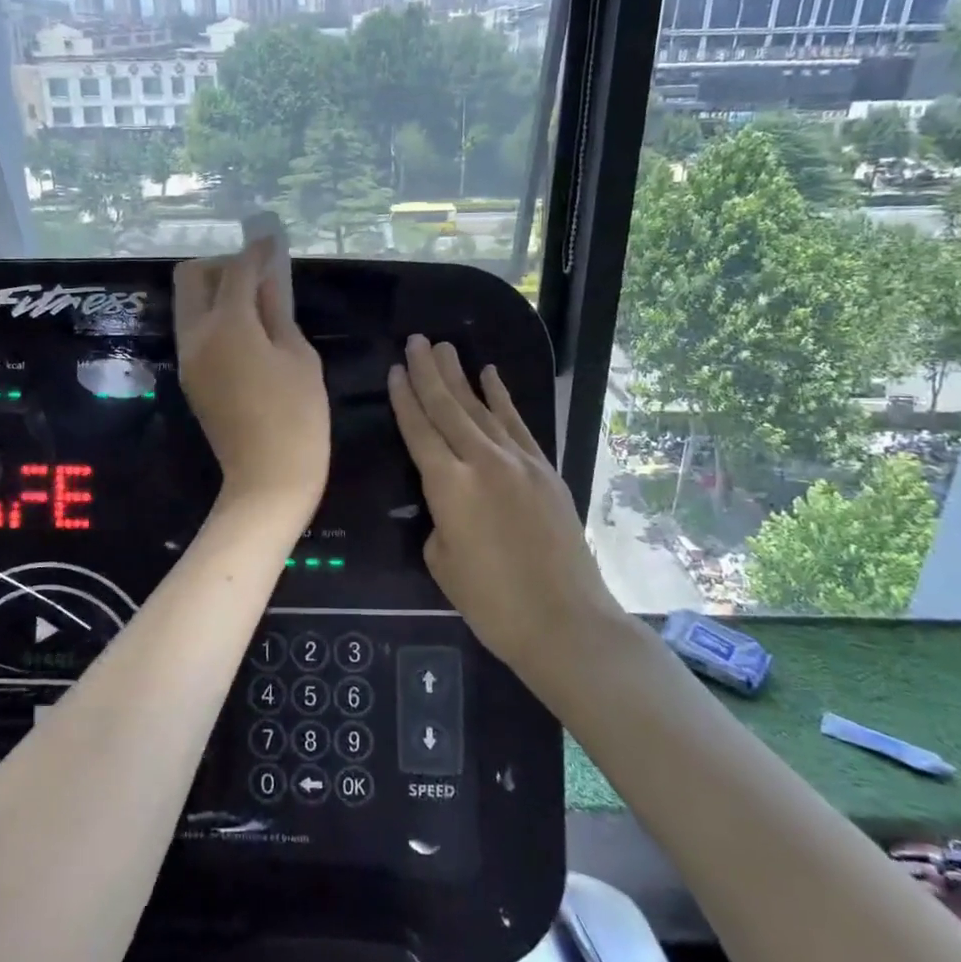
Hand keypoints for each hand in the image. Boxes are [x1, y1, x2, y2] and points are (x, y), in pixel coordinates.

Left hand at [175, 240, 327, 519]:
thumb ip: (278, 311)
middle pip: (192, 276)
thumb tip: (268, 278)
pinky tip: (246, 331)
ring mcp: (188, 357)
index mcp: (228, 325)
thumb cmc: (297, 416)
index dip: (256, 250)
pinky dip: (214, 317)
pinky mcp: (190, 377)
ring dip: (215, 290)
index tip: (270, 238)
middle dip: (222, 264)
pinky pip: (194, 329)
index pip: (236, 270)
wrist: (268, 478)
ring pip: (189, 302)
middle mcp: (196, 335)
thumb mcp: (299, 356)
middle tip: (257, 276)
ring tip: (255, 303)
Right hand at [388, 335, 609, 670]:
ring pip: (481, 408)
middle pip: (448, 408)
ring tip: (444, 348)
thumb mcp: (443, 562)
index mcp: (448, 486)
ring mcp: (518, 461)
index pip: (419, 430)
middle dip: (428, 373)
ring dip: (461, 376)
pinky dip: (502, 398)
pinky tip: (491, 376)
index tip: (395, 370)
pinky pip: (517, 424)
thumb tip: (449, 500)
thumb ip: (440, 519)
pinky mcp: (544, 469)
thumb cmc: (492, 602)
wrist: (565, 621)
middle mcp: (482, 461)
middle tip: (416, 340)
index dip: (404, 399)